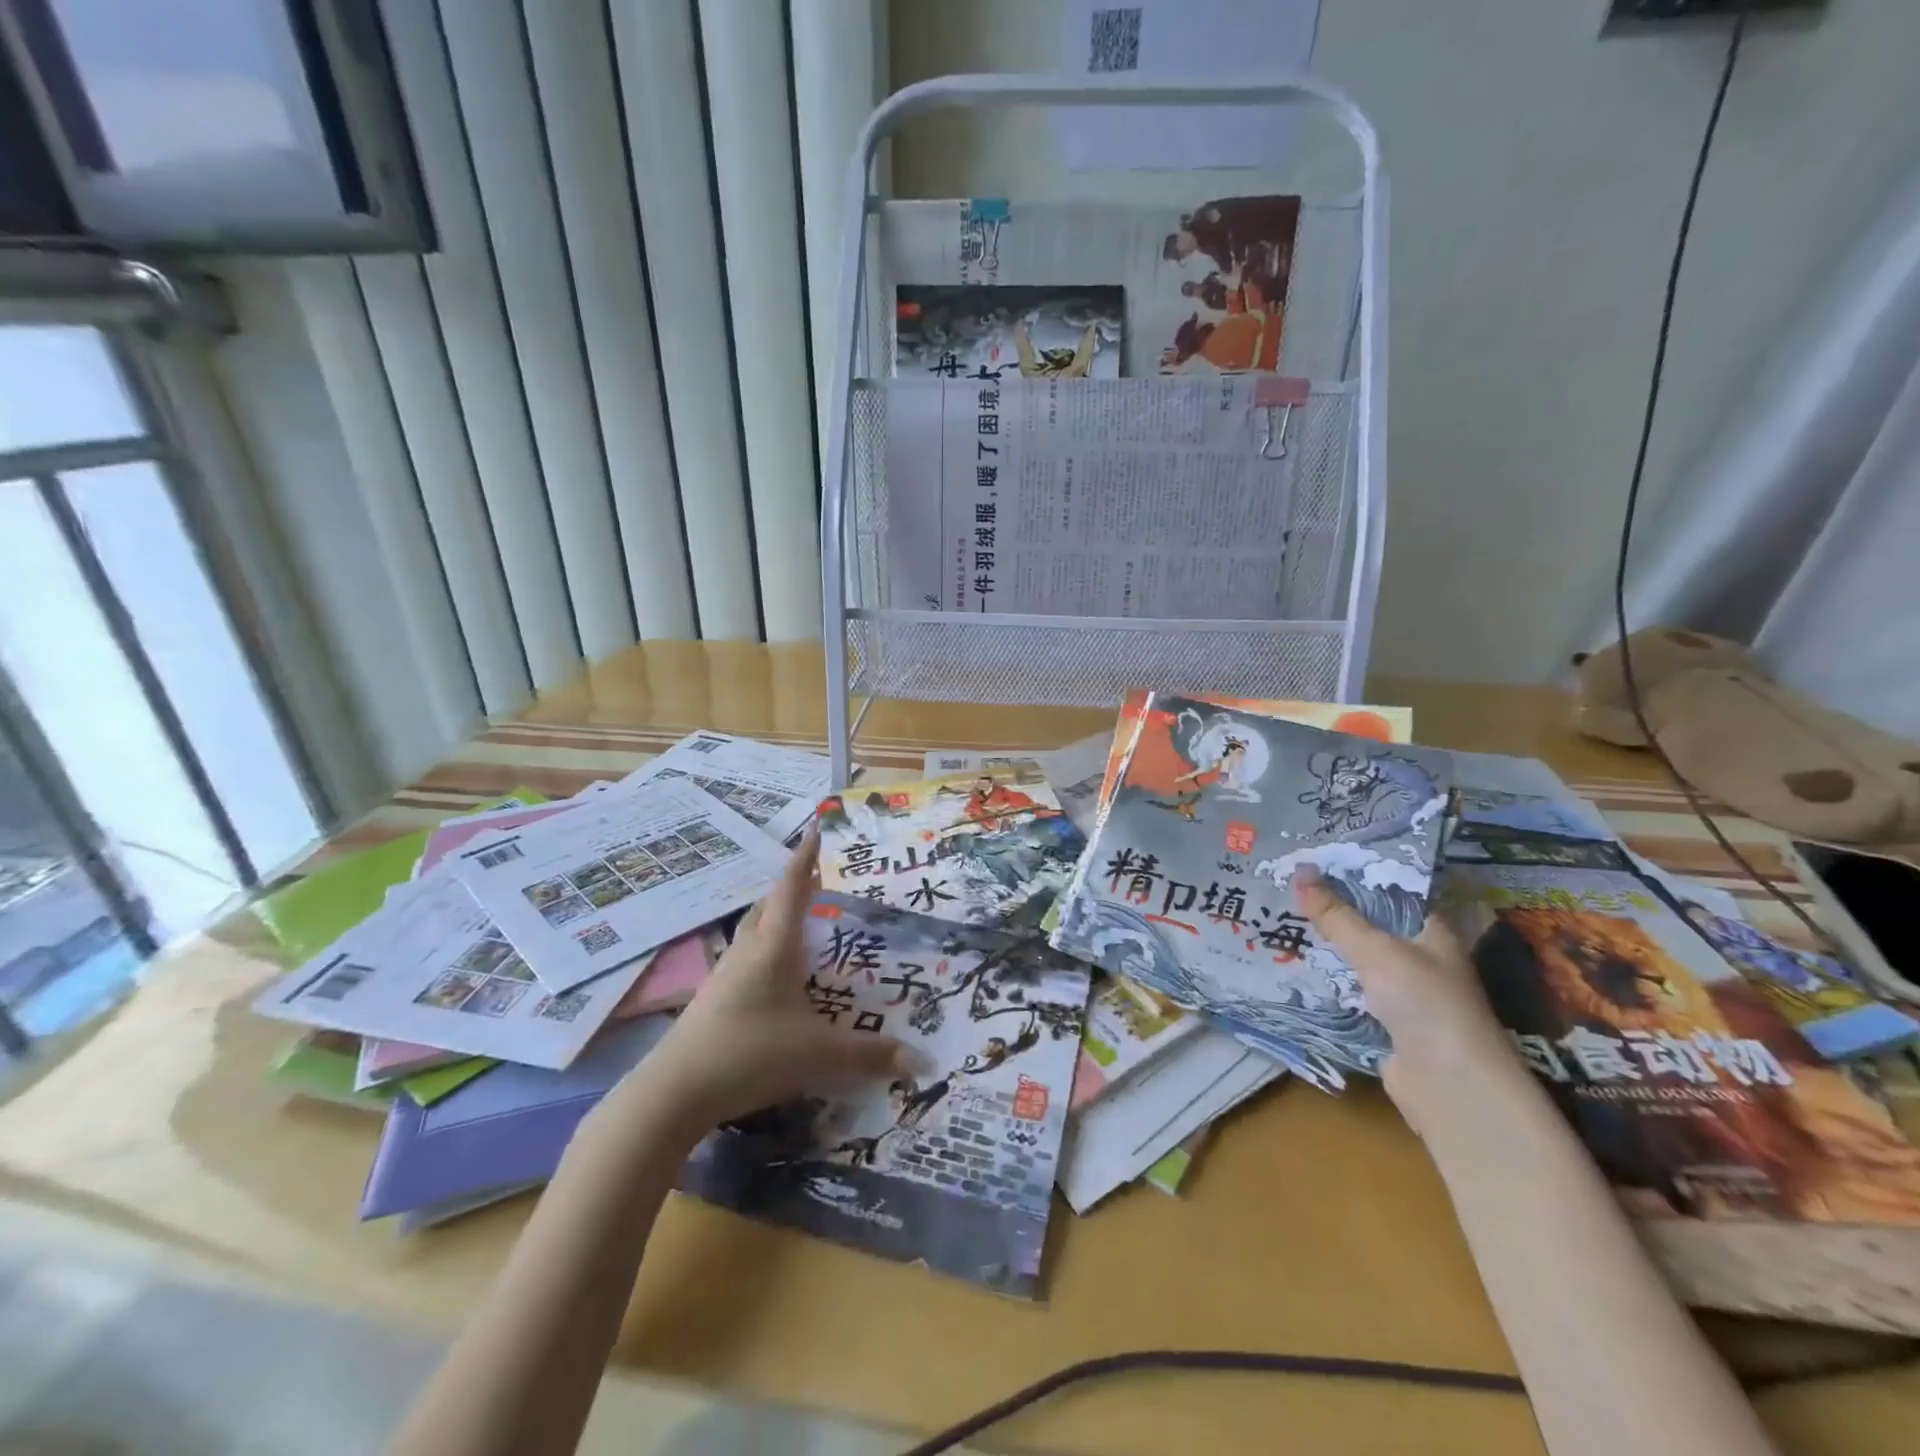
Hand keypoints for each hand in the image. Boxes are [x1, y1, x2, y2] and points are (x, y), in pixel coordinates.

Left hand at [644, 829, 906, 1130]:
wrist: (675, 1091)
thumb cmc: (751, 1052)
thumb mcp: (818, 1053)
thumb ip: (869, 1055)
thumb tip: (919, 1061)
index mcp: (774, 945)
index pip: (792, 888)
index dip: (807, 857)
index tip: (817, 827)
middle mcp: (748, 949)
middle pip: (770, 904)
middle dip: (794, 886)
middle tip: (821, 880)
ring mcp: (726, 973)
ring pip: (754, 930)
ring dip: (777, 917)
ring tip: (803, 921)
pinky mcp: (714, 998)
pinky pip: (746, 957)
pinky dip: (766, 949)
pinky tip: (778, 974)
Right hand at [1293, 868, 1519, 1124]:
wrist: (1451, 1087)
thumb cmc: (1425, 1003)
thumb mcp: (1376, 950)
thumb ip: (1336, 915)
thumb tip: (1300, 870)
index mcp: (1431, 932)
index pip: (1388, 892)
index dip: (1352, 876)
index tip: (1310, 862)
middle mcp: (1420, 958)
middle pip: (1368, 925)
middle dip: (1329, 911)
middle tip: (1282, 887)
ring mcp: (1403, 993)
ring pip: (1355, 960)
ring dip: (1324, 948)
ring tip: (1277, 921)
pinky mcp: (1385, 1023)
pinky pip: (1348, 992)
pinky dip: (1324, 982)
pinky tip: (1291, 967)